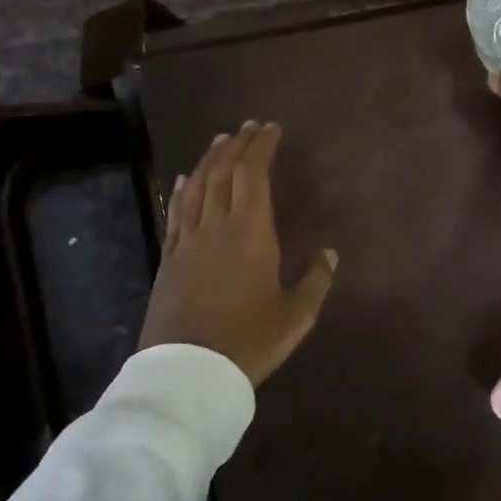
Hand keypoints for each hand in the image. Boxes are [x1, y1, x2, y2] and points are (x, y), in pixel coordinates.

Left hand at [140, 121, 337, 387]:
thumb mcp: (295, 317)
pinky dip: (183, 189)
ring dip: (209, 159)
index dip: (261, 147)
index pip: (253, 175)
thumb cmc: (248, 342)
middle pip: (223, 172)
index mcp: (251, 234)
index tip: (271, 129)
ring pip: (197, 186)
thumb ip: (316, 282)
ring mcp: (188, 241)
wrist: (188, 372)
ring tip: (221, 141)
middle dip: (238, 145)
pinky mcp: (169, 258)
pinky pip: (176, 212)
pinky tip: (186, 180)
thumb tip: (330, 254)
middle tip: (250, 127)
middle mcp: (216, 226)